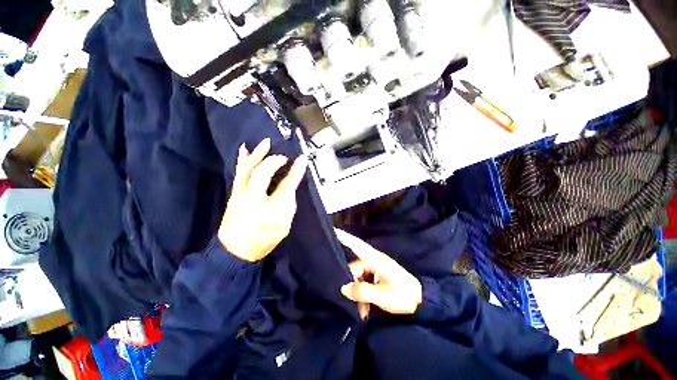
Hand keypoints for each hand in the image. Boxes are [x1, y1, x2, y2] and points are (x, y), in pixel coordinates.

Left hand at [218, 138, 307, 261]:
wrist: (235, 251)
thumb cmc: (263, 240)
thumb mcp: (283, 226)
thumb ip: (288, 205)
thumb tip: (290, 188)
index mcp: (269, 210)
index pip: (285, 186)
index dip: (295, 172)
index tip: (302, 160)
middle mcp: (253, 199)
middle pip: (262, 173)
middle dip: (274, 161)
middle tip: (283, 156)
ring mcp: (241, 195)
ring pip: (248, 169)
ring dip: (257, 154)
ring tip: (265, 143)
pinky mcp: (235, 193)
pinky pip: (238, 172)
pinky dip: (242, 159)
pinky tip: (244, 149)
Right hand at [336, 228, 421, 318]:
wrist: (420, 300)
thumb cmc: (402, 295)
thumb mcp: (381, 296)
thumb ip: (361, 291)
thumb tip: (344, 288)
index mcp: (375, 260)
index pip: (357, 245)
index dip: (345, 237)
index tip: (334, 229)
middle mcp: (374, 260)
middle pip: (355, 267)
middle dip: (352, 283)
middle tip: (350, 300)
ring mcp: (377, 268)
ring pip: (360, 277)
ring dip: (359, 291)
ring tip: (362, 310)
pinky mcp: (379, 275)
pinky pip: (366, 281)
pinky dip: (364, 293)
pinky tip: (365, 308)